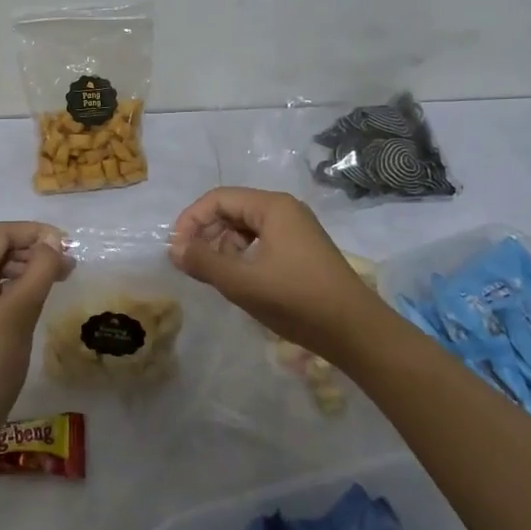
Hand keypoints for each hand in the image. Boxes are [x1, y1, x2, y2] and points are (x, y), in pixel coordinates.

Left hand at [0, 221, 71, 439]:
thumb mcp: (20, 310)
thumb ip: (40, 270)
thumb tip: (53, 242)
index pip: (1, 233)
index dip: (35, 232)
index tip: (67, 244)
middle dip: (33, 251)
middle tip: (68, 265)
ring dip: (26, 269)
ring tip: (58, 280)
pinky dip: (14, 289)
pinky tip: (35, 301)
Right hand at [169, 188, 385, 360]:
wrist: (355, 331)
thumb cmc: (297, 300)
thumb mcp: (243, 283)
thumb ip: (204, 262)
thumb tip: (175, 249)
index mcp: (272, 207)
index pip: (219, 199)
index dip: (192, 220)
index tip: (176, 249)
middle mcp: (284, 209)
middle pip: (232, 210)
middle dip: (207, 233)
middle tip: (190, 264)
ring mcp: (296, 229)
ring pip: (245, 227)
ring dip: (223, 246)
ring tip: (215, 275)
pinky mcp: (301, 249)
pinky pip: (261, 241)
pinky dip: (243, 255)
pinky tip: (240, 280)